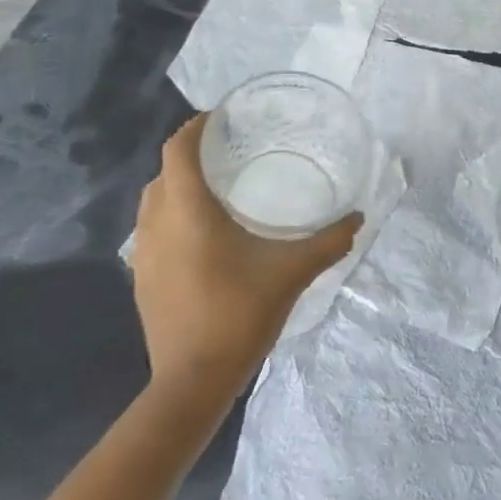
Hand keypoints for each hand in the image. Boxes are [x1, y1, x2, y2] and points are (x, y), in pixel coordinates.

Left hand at [128, 113, 360, 400]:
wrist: (192, 382)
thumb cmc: (239, 315)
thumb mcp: (291, 273)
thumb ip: (328, 242)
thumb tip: (358, 218)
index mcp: (187, 212)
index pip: (178, 150)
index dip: (195, 127)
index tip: (221, 117)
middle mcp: (157, 224)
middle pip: (164, 173)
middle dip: (190, 155)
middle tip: (228, 152)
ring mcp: (143, 254)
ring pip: (153, 202)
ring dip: (177, 186)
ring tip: (215, 189)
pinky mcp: (142, 278)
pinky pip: (152, 230)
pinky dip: (171, 216)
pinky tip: (202, 236)